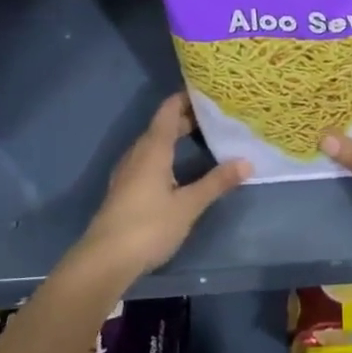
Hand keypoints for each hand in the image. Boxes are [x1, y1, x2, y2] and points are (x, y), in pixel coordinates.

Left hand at [75, 94, 248, 279]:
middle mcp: (139, 153)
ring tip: (205, 138)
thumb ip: (216, 182)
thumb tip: (247, 162)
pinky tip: (182, 167)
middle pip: (163, 125)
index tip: (211, 92)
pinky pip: (150, 159)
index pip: (169, 109)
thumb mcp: (188, 205)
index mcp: (153, 148)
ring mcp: (129, 171)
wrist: (104, 261)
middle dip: (188, 118)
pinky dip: (168, 154)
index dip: (187, 97)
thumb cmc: (148, 226)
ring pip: (155, 143)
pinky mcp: (126, 189)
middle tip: (218, 117)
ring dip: (177, 137)